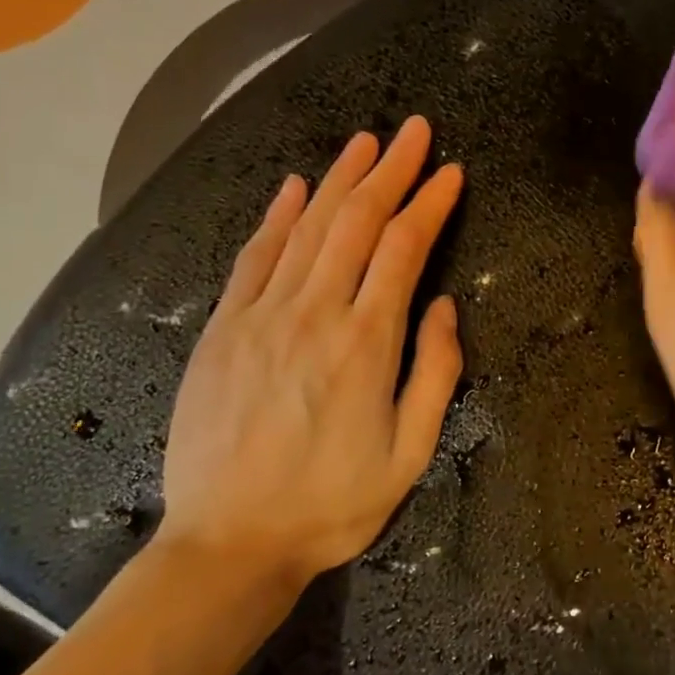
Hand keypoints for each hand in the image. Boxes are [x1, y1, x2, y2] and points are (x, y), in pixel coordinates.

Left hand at [161, 118, 463, 591]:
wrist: (228, 543)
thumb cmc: (332, 505)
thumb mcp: (410, 453)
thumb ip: (434, 372)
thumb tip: (444, 305)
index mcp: (366, 342)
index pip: (404, 249)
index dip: (430, 204)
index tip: (451, 173)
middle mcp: (314, 312)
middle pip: (356, 221)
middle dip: (390, 170)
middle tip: (414, 131)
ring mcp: (261, 316)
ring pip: (306, 228)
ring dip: (338, 179)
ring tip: (364, 142)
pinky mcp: (223, 329)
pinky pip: (253, 258)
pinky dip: (276, 217)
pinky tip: (293, 187)